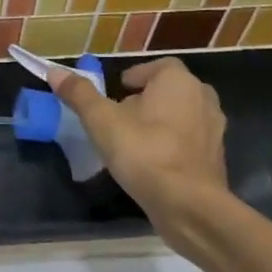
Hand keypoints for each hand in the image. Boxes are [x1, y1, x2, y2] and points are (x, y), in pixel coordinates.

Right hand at [51, 58, 226, 245]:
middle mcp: (202, 98)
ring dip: (161, 122)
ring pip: (182, 116)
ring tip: (134, 139)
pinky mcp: (216, 159)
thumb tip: (55, 71)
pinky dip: (173, 145)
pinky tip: (152, 163)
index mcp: (178, 81)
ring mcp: (215, 130)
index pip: (159, 66)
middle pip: (171, 90)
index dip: (137, 75)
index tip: (118, 89)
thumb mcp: (101, 120)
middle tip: (122, 114)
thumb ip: (80, 93)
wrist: (189, 205)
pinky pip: (190, 142)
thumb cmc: (144, 151)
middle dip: (148, 98)